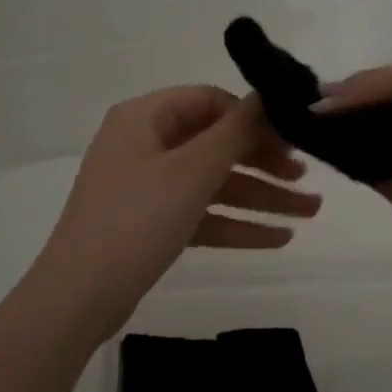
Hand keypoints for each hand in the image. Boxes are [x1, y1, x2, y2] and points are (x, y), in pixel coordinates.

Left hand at [29, 85, 321, 342]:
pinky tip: (279, 238)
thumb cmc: (136, 220)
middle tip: (307, 178)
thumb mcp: (192, 171)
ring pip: (213, 183)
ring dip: (260, 196)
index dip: (253, 117)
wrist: (80, 297)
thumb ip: (236, 131)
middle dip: (265, 162)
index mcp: (144, 118)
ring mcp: (146, 186)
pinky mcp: (151, 224)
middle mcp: (144, 145)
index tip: (294, 137)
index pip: (210, 101)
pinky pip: (201, 213)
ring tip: (311, 211)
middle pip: (215, 143)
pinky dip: (236, 223)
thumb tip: (269, 94)